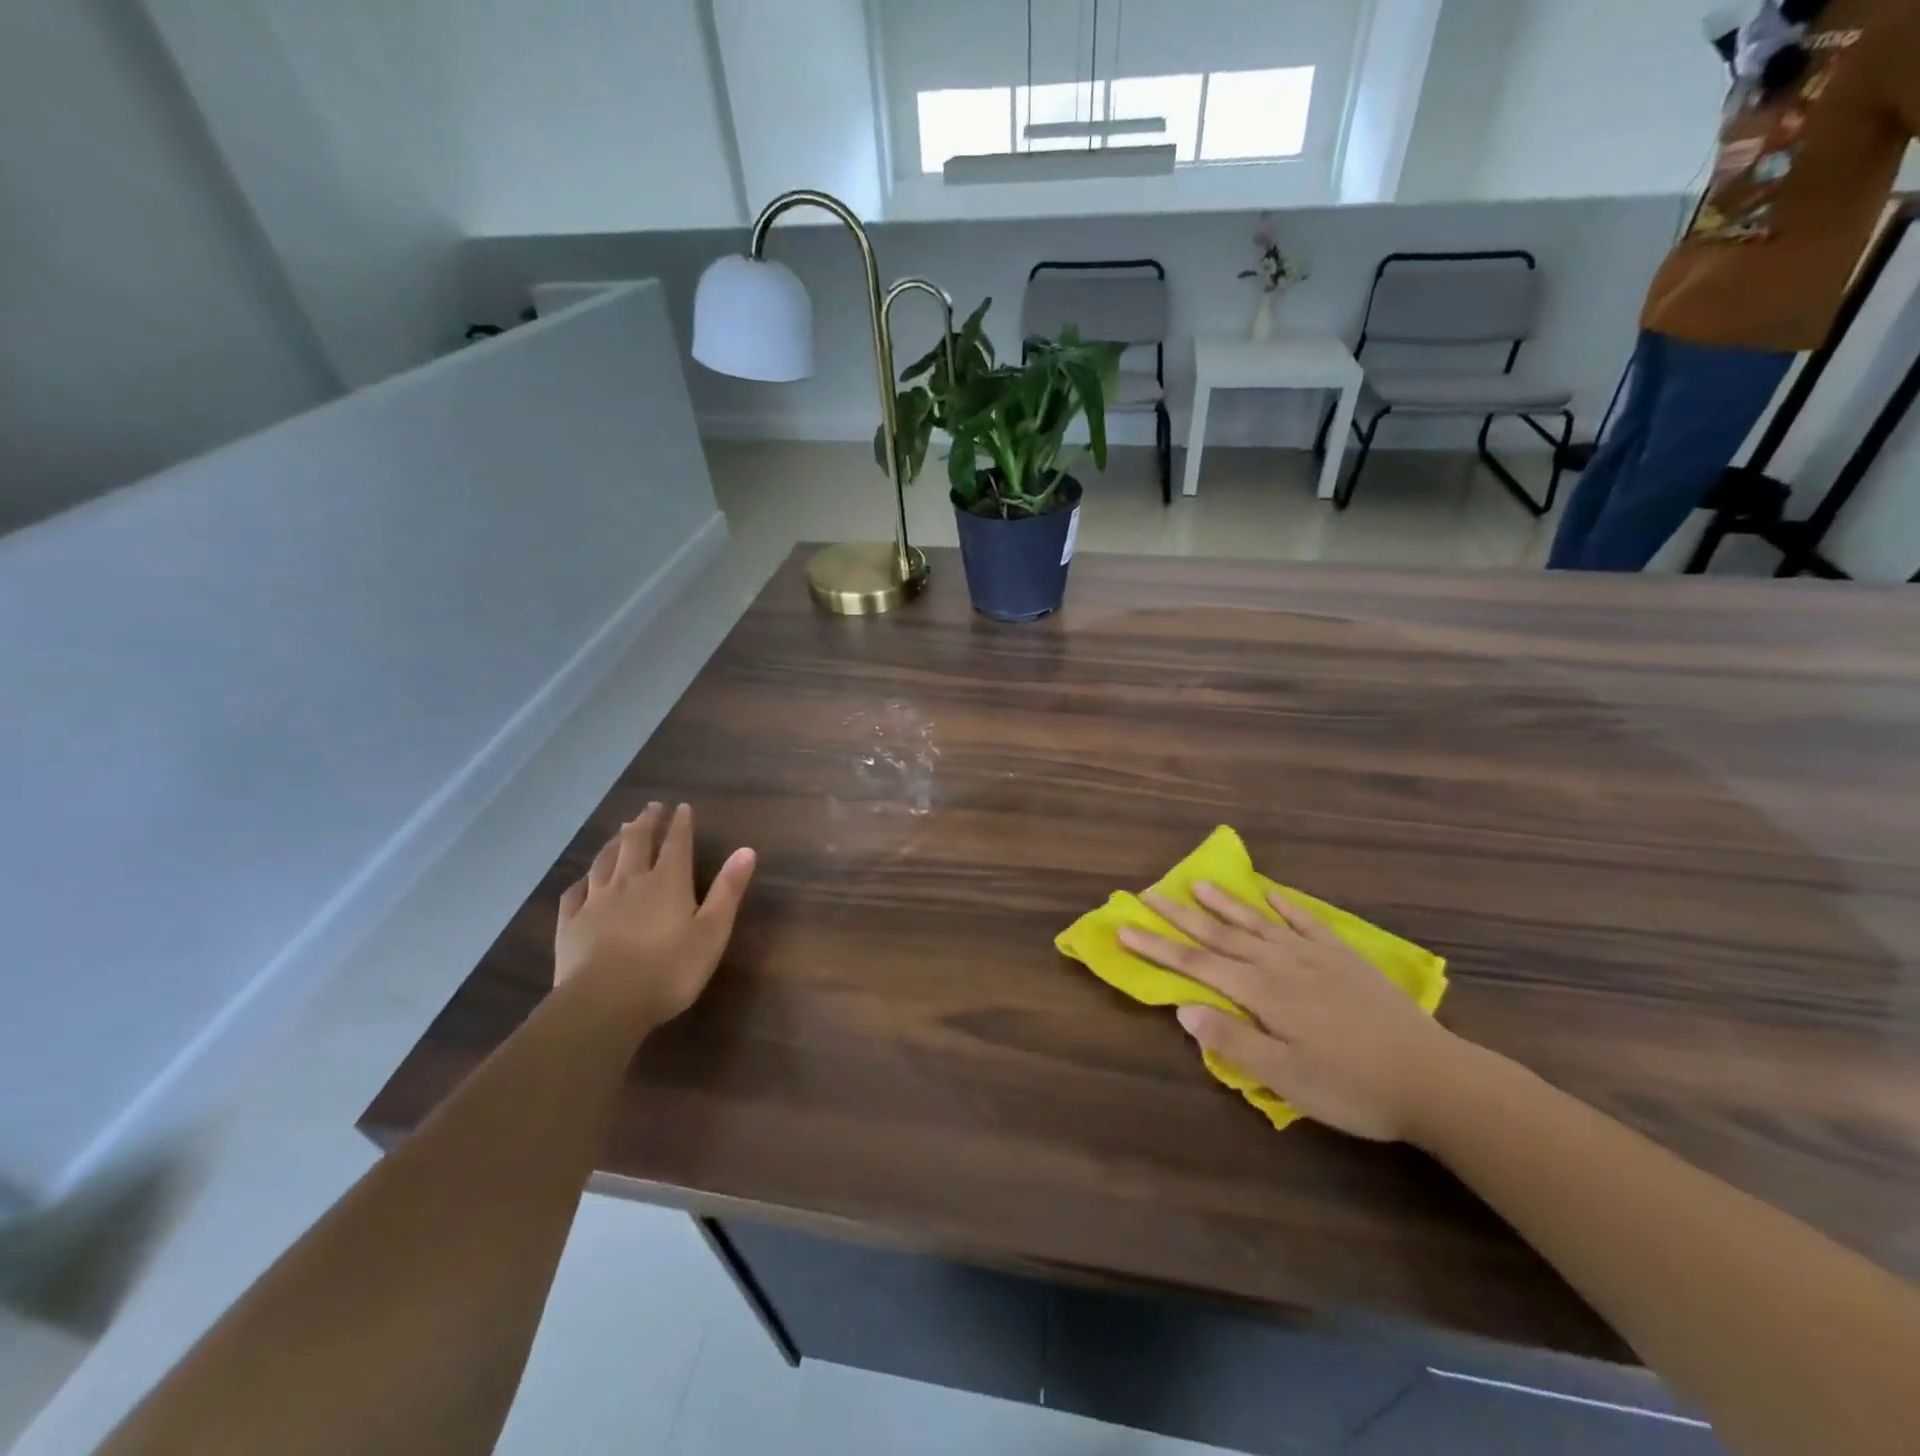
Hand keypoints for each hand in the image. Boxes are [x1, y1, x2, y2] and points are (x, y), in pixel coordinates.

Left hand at [553, 802, 755, 1030]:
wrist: (604, 1003)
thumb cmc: (669, 970)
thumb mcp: (712, 932)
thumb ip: (728, 890)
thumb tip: (746, 850)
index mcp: (667, 882)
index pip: (677, 843)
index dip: (681, 824)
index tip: (682, 806)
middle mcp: (630, 882)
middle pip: (637, 842)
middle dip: (646, 822)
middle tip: (651, 807)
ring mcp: (596, 901)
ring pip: (605, 861)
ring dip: (615, 842)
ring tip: (621, 830)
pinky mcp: (570, 924)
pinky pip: (575, 893)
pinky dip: (583, 879)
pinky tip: (584, 879)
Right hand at [1121, 883, 1468, 1142]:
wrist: (1435, 1079)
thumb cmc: (1352, 1086)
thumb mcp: (1285, 1078)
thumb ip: (1232, 1041)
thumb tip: (1182, 1007)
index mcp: (1262, 991)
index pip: (1196, 964)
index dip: (1157, 947)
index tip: (1124, 929)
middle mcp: (1281, 963)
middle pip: (1220, 934)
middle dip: (1180, 917)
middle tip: (1148, 894)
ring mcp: (1315, 956)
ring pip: (1257, 922)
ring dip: (1224, 903)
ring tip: (1197, 883)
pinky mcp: (1345, 958)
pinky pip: (1307, 923)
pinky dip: (1285, 906)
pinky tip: (1272, 894)